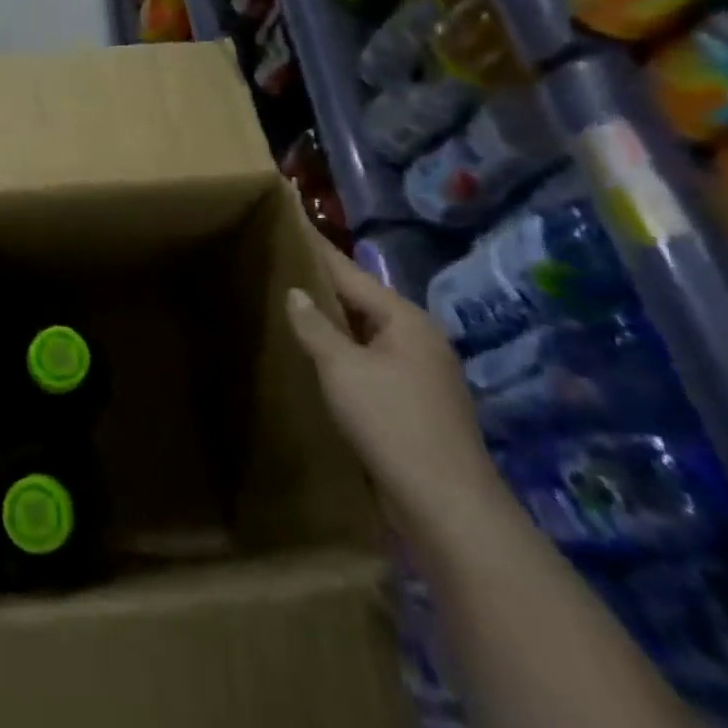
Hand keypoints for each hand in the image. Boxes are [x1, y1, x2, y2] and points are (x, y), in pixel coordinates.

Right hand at [288, 238, 506, 536]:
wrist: (446, 504)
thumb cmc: (391, 422)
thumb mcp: (341, 368)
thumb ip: (315, 327)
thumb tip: (295, 292)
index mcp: (405, 319)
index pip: (350, 273)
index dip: (318, 249)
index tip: (292, 222)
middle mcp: (419, 338)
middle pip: (362, 301)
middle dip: (324, 285)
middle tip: (281, 264)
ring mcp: (422, 373)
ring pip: (368, 334)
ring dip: (334, 322)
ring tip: (293, 306)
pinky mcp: (417, 403)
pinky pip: (372, 362)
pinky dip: (345, 353)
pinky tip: (320, 357)